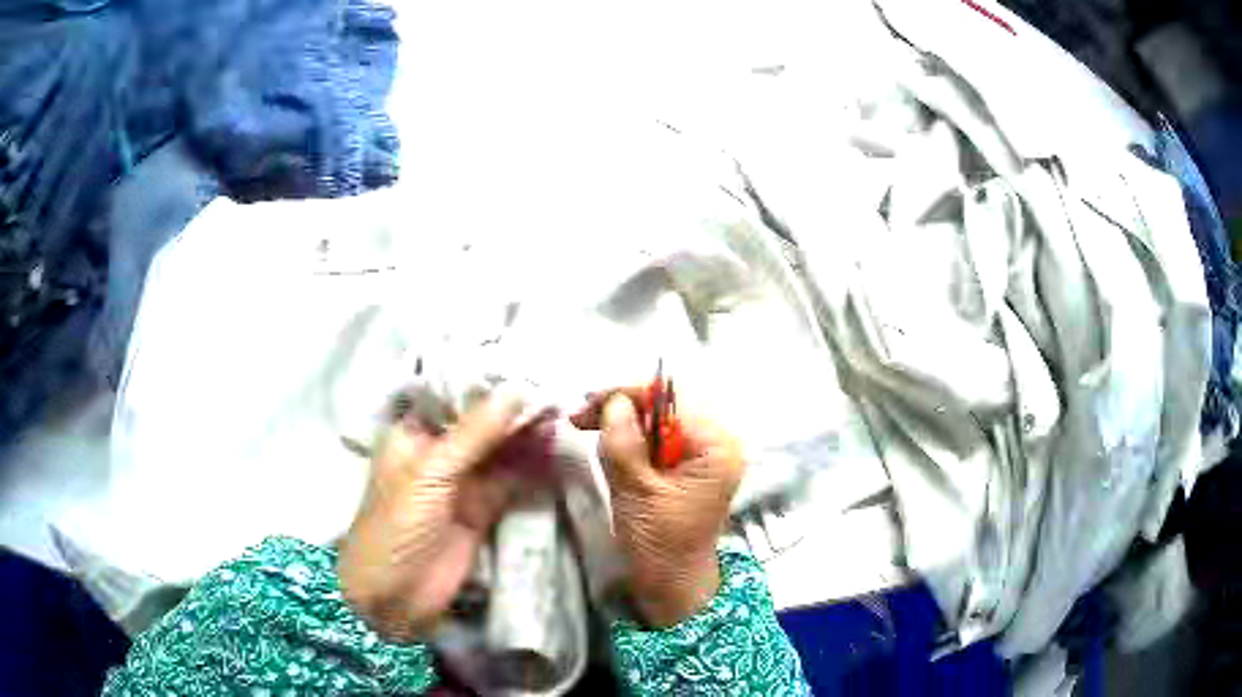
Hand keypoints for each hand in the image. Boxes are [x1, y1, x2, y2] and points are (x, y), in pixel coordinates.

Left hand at [339, 393, 547, 640]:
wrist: (396, 596)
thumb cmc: (396, 525)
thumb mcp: (430, 474)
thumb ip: (474, 434)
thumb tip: (516, 389)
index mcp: (413, 434)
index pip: (452, 396)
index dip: (486, 381)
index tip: (527, 362)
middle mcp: (438, 452)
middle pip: (480, 423)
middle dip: (512, 409)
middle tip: (555, 387)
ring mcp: (462, 483)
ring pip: (499, 451)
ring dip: (526, 436)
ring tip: (563, 411)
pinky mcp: (482, 510)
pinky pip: (510, 481)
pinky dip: (532, 467)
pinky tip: (556, 448)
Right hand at [572, 391, 743, 626]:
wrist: (673, 584)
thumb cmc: (660, 544)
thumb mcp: (637, 492)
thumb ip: (624, 444)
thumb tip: (613, 401)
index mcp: (716, 446)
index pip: (670, 400)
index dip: (626, 395)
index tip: (585, 403)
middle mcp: (717, 441)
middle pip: (665, 406)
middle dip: (622, 407)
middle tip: (579, 417)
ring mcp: (704, 453)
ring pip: (657, 420)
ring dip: (622, 422)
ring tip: (587, 427)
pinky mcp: (689, 465)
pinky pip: (658, 439)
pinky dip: (631, 438)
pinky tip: (609, 446)